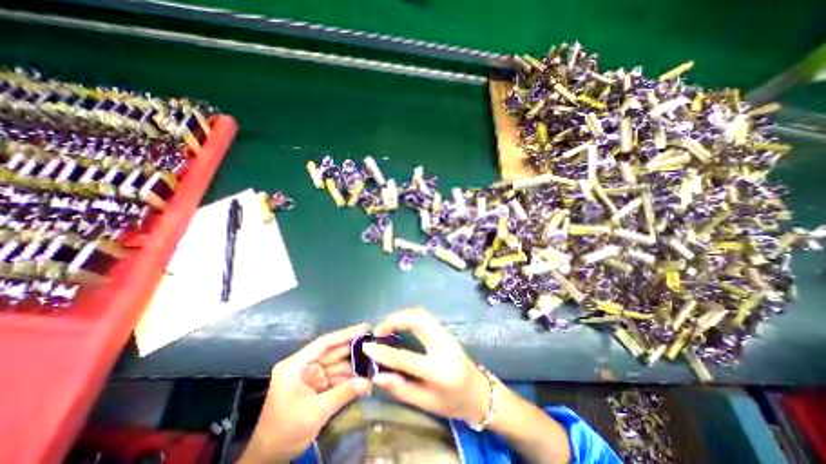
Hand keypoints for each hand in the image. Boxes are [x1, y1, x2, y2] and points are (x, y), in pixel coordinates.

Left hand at [237, 322, 369, 462]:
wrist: (267, 459)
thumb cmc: (285, 432)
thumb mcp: (316, 412)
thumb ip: (343, 393)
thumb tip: (368, 382)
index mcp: (296, 365)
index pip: (324, 343)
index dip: (345, 334)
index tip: (364, 327)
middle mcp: (303, 366)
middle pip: (332, 353)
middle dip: (353, 350)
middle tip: (374, 345)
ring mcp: (308, 376)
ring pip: (335, 365)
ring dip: (353, 366)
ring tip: (373, 362)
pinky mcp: (314, 386)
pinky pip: (334, 377)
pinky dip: (347, 378)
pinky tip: (362, 378)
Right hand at [362, 309, 489, 424]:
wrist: (480, 393)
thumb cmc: (453, 403)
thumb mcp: (426, 403)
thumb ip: (401, 389)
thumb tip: (377, 375)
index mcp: (439, 371)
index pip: (406, 358)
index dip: (384, 352)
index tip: (367, 346)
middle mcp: (444, 346)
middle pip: (417, 321)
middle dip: (394, 320)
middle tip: (378, 330)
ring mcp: (447, 334)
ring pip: (421, 314)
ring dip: (401, 315)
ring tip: (386, 326)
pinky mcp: (446, 330)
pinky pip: (425, 316)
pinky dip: (409, 316)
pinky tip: (400, 323)